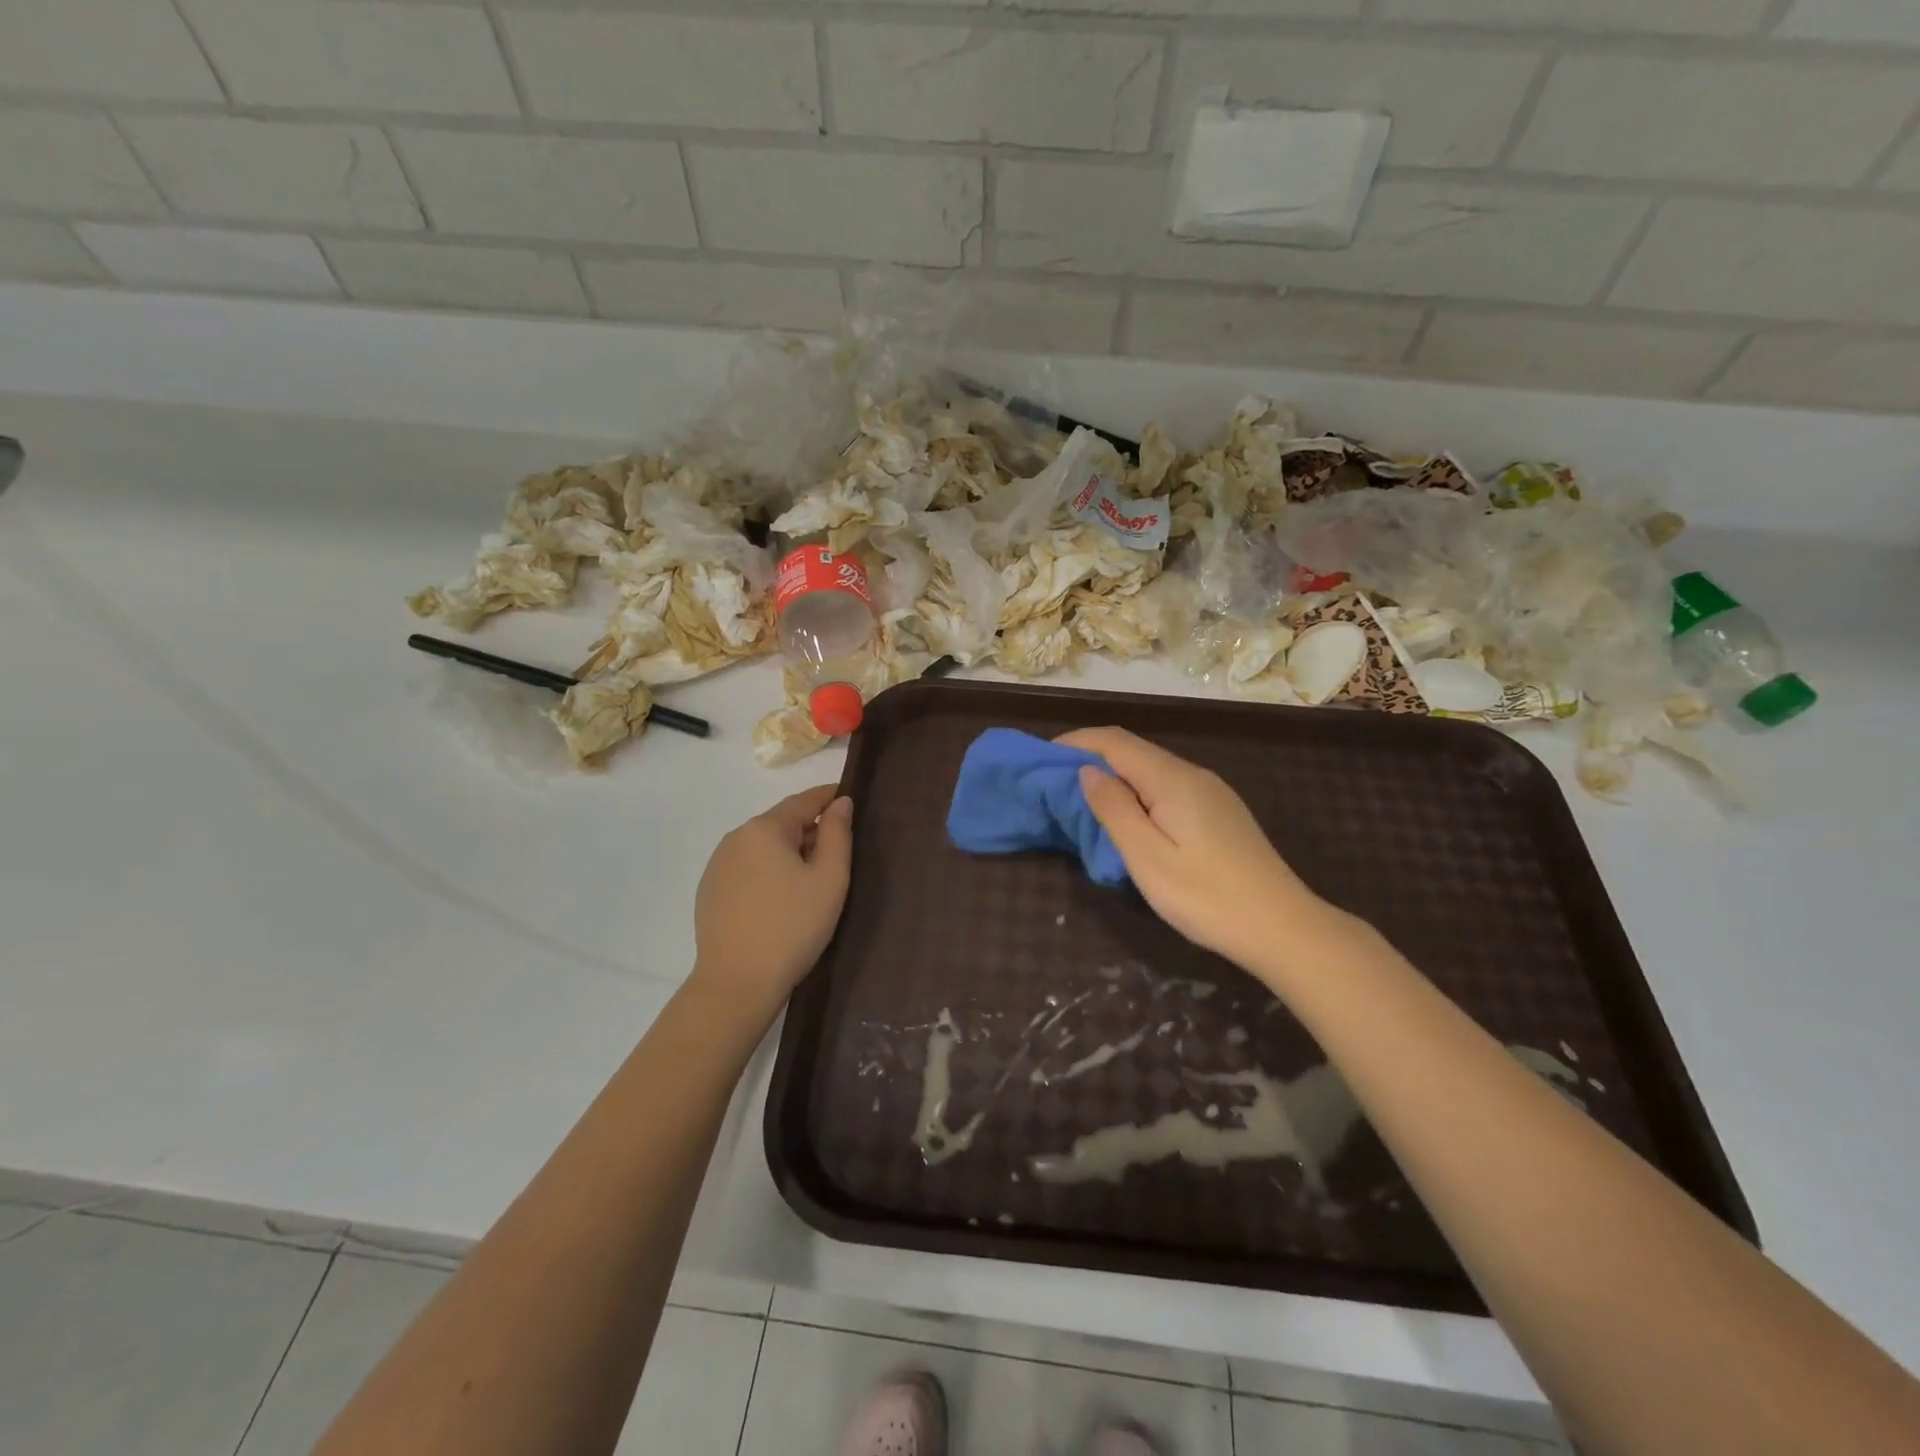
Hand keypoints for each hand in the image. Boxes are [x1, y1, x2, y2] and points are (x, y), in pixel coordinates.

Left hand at [692, 785, 852, 1013]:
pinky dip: (768, 872)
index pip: (805, 800)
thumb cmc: (793, 927)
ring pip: (764, 847)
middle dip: (811, 830)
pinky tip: (781, 900)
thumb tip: (841, 802)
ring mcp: (718, 865)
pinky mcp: (710, 891)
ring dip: (789, 853)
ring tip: (812, 880)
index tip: (851, 799)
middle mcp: (736, 837)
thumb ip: (838, 834)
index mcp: (765, 828)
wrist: (737, 983)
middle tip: (839, 854)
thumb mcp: (829, 878)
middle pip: (782, 823)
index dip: (830, 797)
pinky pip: (747, 869)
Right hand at [1060, 727, 1336, 978]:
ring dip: (1115, 776)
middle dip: (1091, 758)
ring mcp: (1211, 792)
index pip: (1115, 742)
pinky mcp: (1220, 813)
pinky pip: (1168, 788)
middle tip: (1056, 783)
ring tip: (1084, 801)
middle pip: (1134, 751)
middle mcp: (1193, 774)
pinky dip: (1138, 792)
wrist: (1282, 927)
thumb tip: (1088, 771)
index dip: (1076, 742)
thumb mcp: (1147, 857)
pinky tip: (1129, 818)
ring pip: (1152, 770)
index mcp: (1172, 779)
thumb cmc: (1206, 896)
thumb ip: (1114, 809)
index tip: (1042, 757)